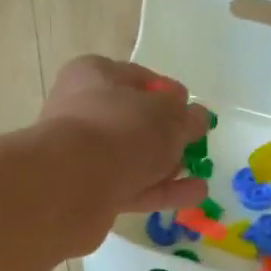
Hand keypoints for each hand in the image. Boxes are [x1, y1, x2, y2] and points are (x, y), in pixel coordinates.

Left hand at [38, 55, 210, 218]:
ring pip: (132, 159)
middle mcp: (83, 112)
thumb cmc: (120, 131)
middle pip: (133, 122)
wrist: (70, 186)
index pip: (137, 78)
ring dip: (166, 167)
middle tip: (193, 146)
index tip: (191, 109)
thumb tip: (196, 118)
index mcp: (94, 75)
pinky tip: (193, 195)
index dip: (168, 94)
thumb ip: (186, 117)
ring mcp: (83, 156)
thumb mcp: (166, 116)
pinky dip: (161, 191)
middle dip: (165, 135)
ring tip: (201, 176)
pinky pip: (132, 188)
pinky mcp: (88, 192)